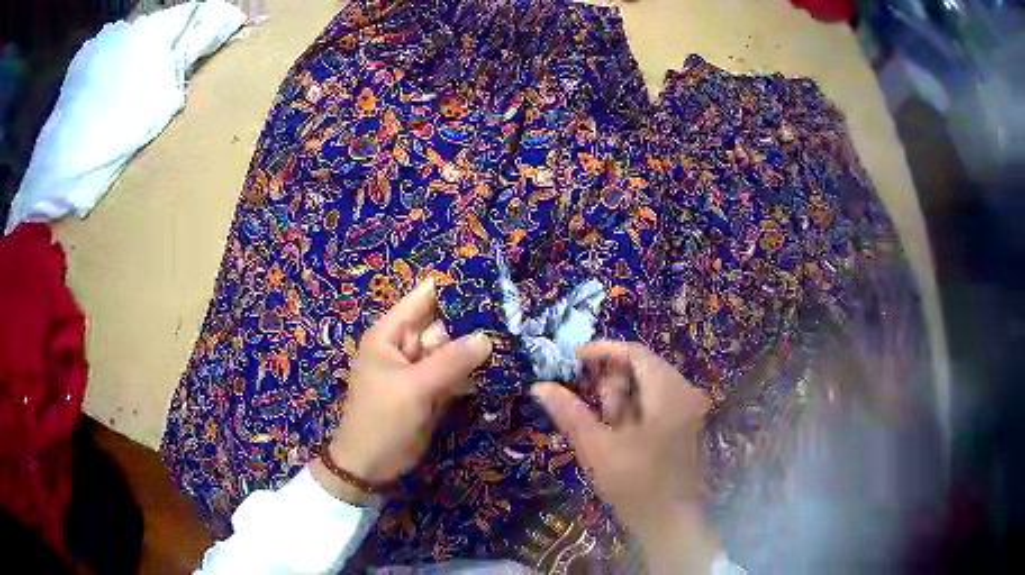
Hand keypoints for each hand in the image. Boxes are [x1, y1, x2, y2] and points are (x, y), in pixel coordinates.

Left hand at [312, 279, 491, 503]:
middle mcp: (406, 346)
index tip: (490, 283)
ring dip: (478, 348)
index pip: (423, 299)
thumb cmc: (382, 419)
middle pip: (443, 324)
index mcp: (390, 335)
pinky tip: (502, 366)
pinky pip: (456, 374)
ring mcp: (420, 370)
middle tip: (513, 315)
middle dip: (474, 321)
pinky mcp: (432, 391)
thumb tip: (487, 337)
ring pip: (453, 350)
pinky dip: (474, 372)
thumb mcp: (415, 387)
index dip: (453, 288)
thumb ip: (451, 361)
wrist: (371, 465)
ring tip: (515, 337)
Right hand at [532, 341, 717, 573]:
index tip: (573, 361)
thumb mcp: (597, 448)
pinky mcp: (688, 425)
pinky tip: (620, 434)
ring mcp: (691, 410)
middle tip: (588, 406)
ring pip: (650, 387)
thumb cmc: (635, 485)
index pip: (635, 352)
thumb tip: (540, 386)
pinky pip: (659, 403)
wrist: (672, 523)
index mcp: (669, 392)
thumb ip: (570, 413)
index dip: (602, 351)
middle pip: (643, 368)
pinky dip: (635, 410)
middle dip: (611, 382)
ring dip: (622, 399)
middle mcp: (686, 393)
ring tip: (603, 427)